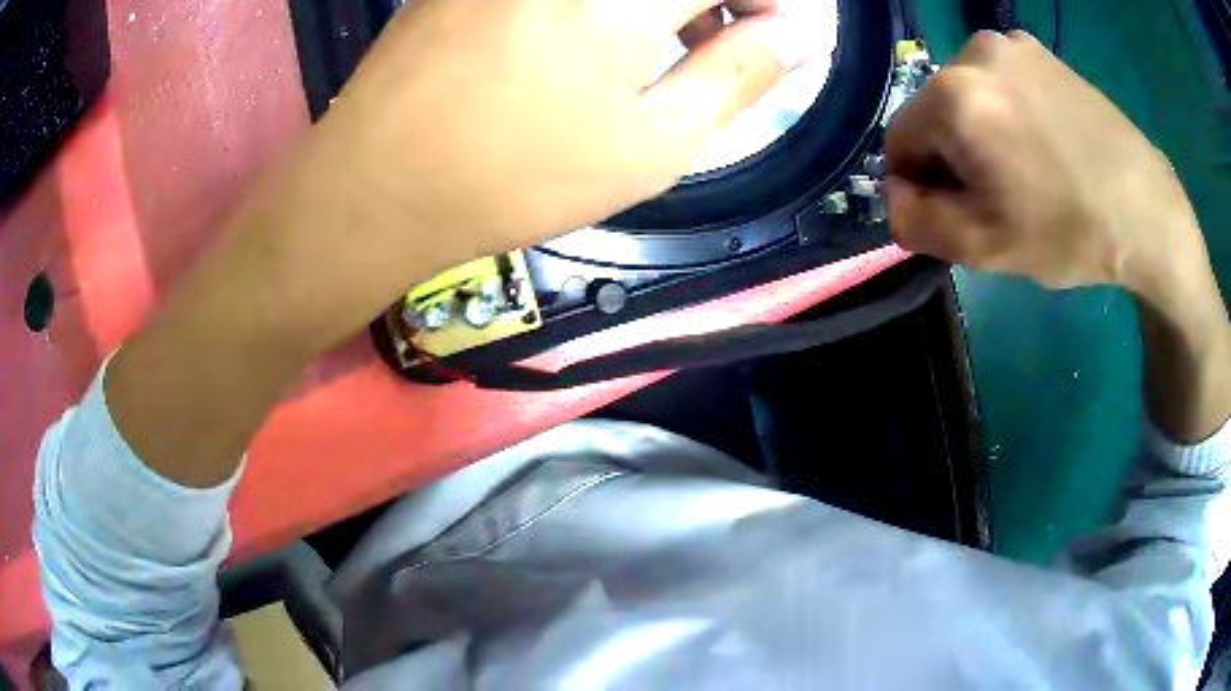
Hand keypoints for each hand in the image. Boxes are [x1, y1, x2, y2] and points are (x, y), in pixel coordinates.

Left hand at [312, 0, 812, 260]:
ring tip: (662, 43)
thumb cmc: (520, 174)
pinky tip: (594, 31)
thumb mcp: (654, 142)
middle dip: (714, 2)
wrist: (377, 184)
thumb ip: (739, 76)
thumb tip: (798, 38)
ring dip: (662, 1)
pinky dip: (605, 1)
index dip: (767, 4)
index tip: (771, 36)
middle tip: (721, 41)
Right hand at [886, 31, 1204, 291]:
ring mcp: (1011, 45)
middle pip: (934, 114)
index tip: (960, 214)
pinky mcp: (1041, 52)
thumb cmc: (1069, 231)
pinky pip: (1001, 83)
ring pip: (968, 97)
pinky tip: (1043, 144)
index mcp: (953, 96)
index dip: (920, 185)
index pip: (899, 141)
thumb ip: (916, 223)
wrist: (1148, 211)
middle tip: (999, 199)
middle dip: (953, 158)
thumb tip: (893, 196)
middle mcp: (973, 52)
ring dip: (980, 134)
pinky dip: (1007, 113)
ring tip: (1026, 171)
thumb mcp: (985, 248)